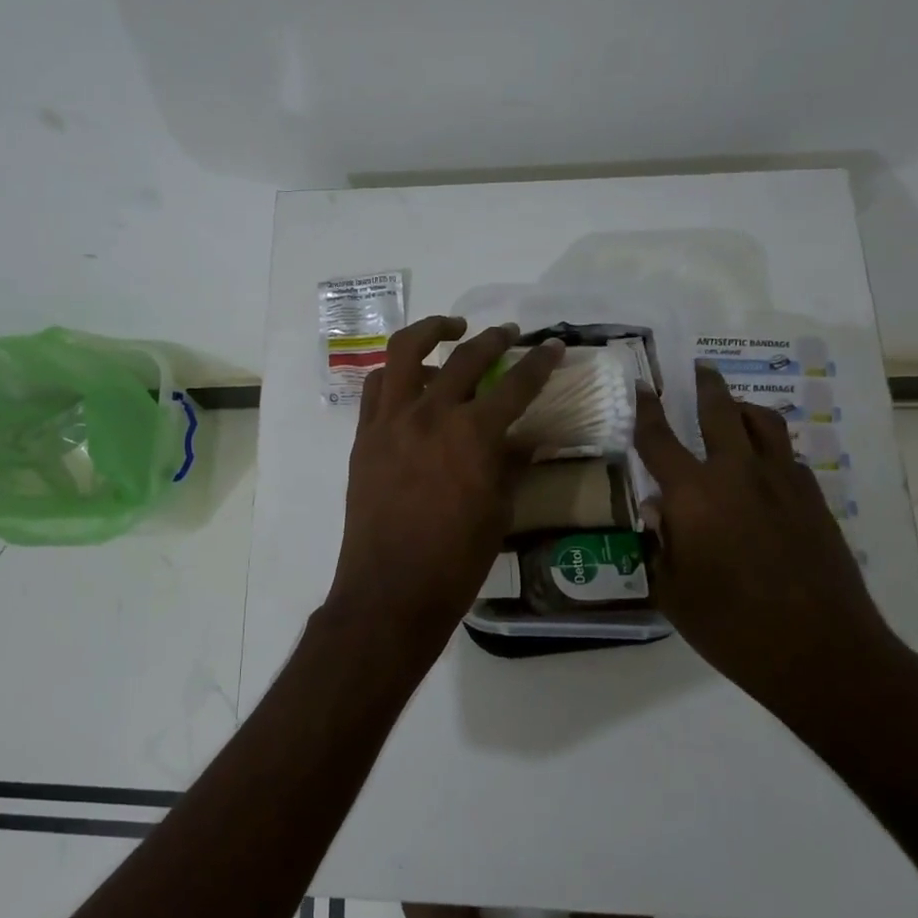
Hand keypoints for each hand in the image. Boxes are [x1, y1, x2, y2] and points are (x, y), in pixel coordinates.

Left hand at [323, 316, 562, 670]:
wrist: (390, 590)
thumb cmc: (455, 560)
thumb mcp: (499, 511)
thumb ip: (513, 464)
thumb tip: (529, 437)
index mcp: (474, 435)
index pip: (516, 384)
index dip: (539, 363)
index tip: (552, 347)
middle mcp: (431, 414)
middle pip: (465, 357)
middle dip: (494, 339)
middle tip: (509, 334)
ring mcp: (391, 420)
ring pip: (406, 351)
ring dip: (432, 331)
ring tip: (452, 328)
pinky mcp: (364, 435)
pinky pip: (376, 386)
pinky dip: (395, 372)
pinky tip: (410, 377)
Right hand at [634, 364, 898, 714]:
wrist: (823, 653)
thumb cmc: (731, 626)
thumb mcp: (673, 591)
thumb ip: (661, 543)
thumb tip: (658, 510)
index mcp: (694, 495)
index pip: (659, 439)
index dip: (646, 409)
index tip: (641, 386)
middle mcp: (738, 475)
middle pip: (721, 412)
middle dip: (706, 386)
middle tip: (700, 368)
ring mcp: (784, 484)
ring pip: (765, 424)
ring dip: (744, 409)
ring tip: (734, 408)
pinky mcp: (815, 502)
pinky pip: (788, 458)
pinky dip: (770, 450)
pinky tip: (764, 469)